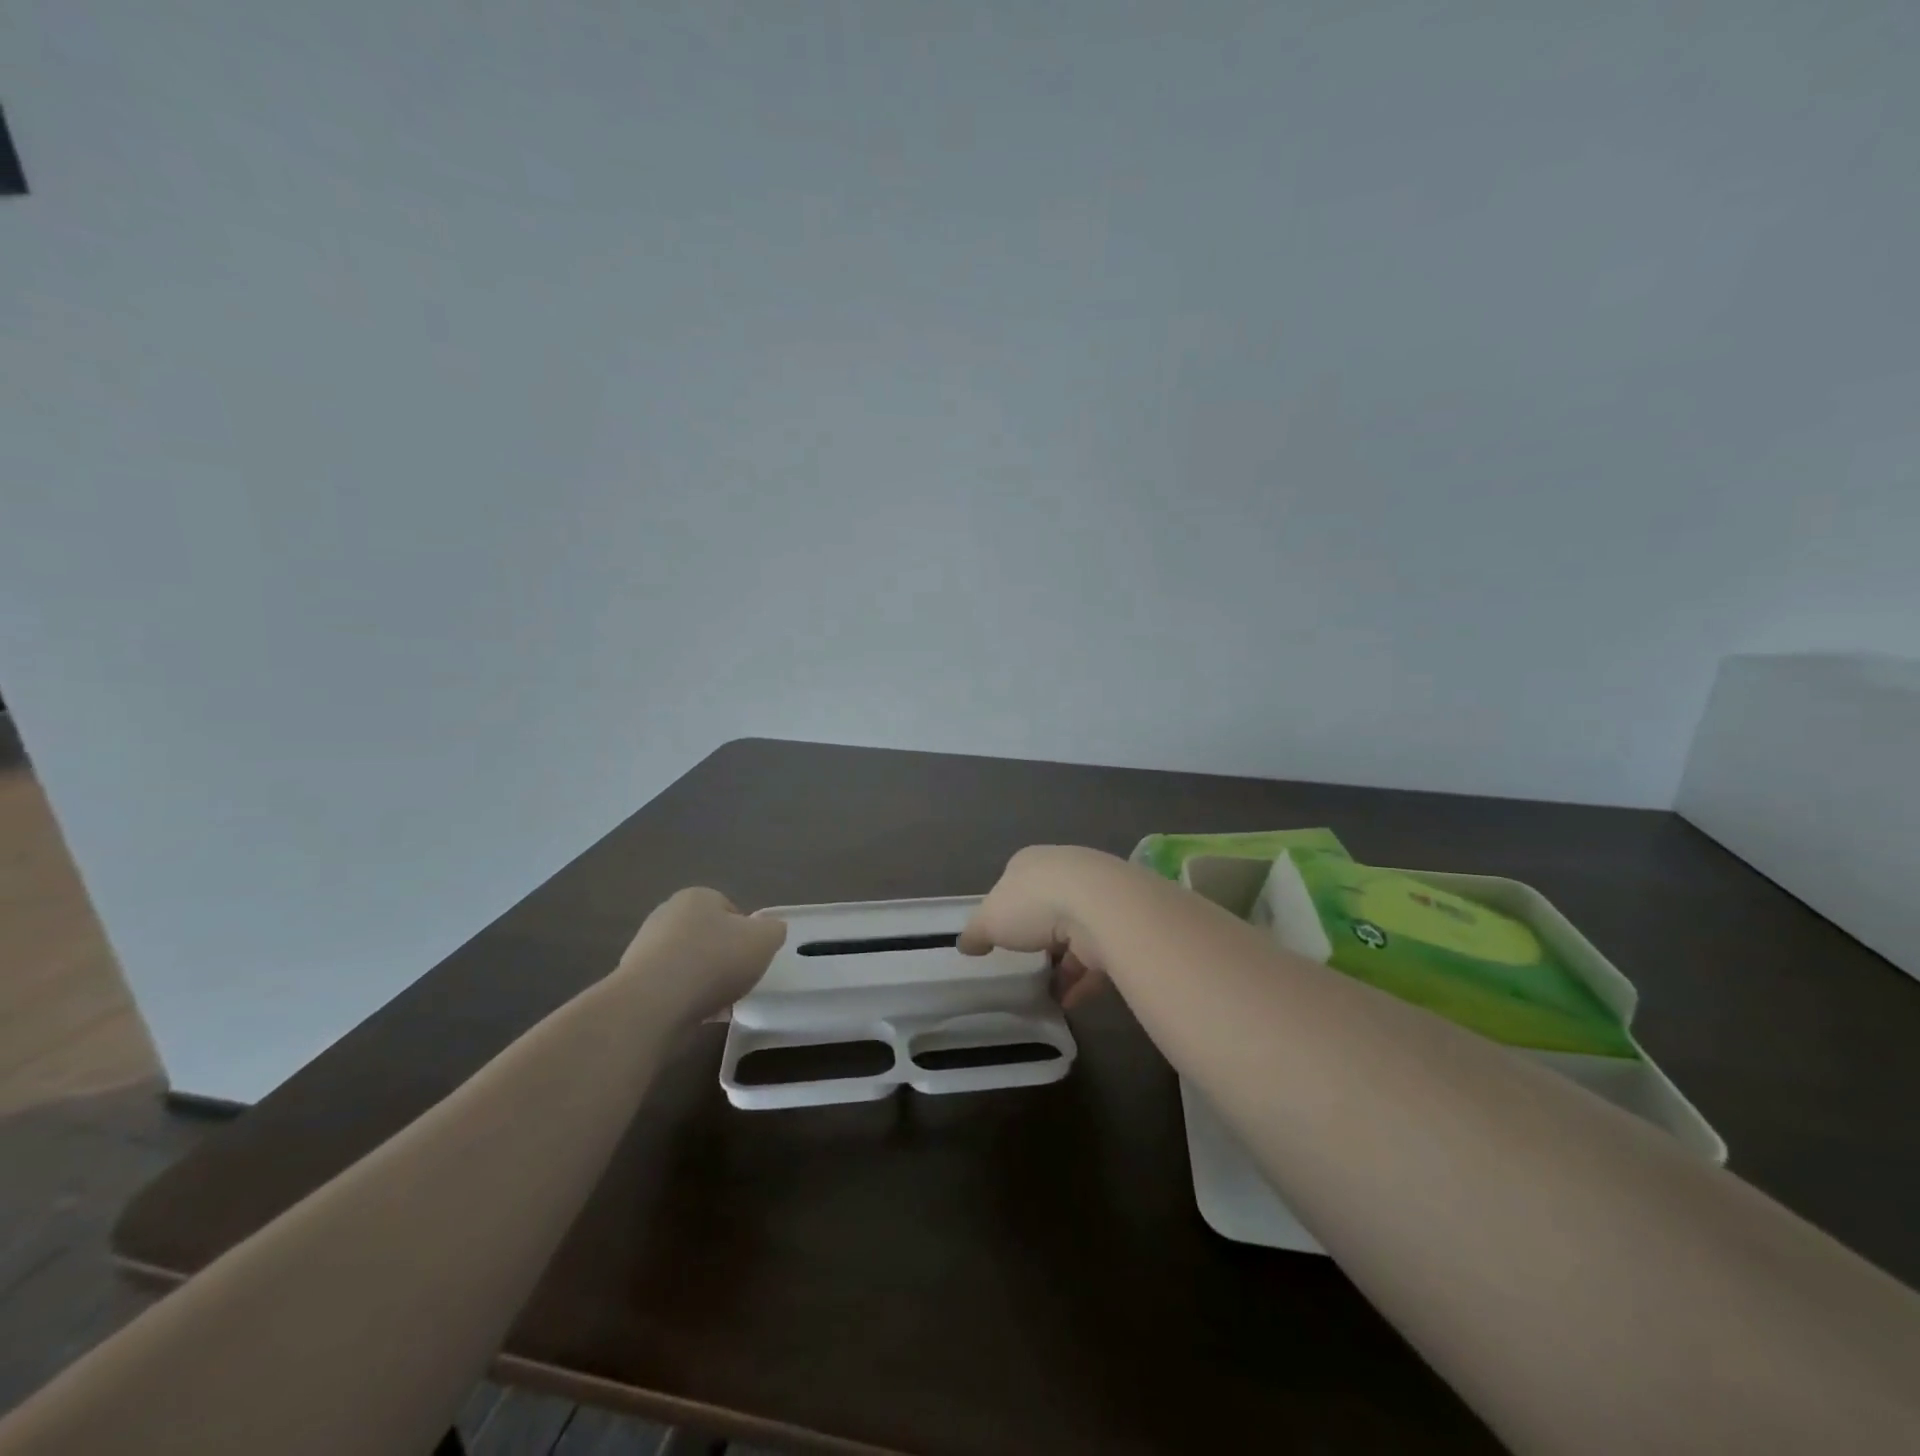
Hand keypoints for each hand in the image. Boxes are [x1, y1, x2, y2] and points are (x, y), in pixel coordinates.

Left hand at [617, 887, 787, 1027]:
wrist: (653, 1004)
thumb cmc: (714, 961)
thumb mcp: (765, 940)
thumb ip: (774, 930)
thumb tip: (769, 931)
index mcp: (697, 897)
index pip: (730, 910)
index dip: (746, 934)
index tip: (752, 958)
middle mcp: (666, 915)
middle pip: (707, 936)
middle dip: (723, 957)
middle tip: (738, 980)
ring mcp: (644, 948)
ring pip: (688, 963)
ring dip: (703, 980)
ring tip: (718, 1003)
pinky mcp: (632, 982)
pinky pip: (670, 987)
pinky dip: (684, 999)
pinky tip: (695, 1015)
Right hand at [958, 845, 1126, 1008]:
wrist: (1102, 908)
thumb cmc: (1035, 905)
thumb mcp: (989, 920)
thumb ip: (976, 933)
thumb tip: (965, 944)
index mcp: (1032, 861)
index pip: (1015, 880)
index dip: (1006, 907)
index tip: (1001, 934)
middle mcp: (1066, 870)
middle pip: (1047, 904)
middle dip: (1038, 933)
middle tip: (1026, 961)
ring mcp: (1097, 895)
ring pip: (1075, 930)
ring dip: (1063, 962)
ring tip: (1047, 991)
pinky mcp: (1120, 923)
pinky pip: (1097, 953)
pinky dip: (1083, 978)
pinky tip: (1069, 1001)